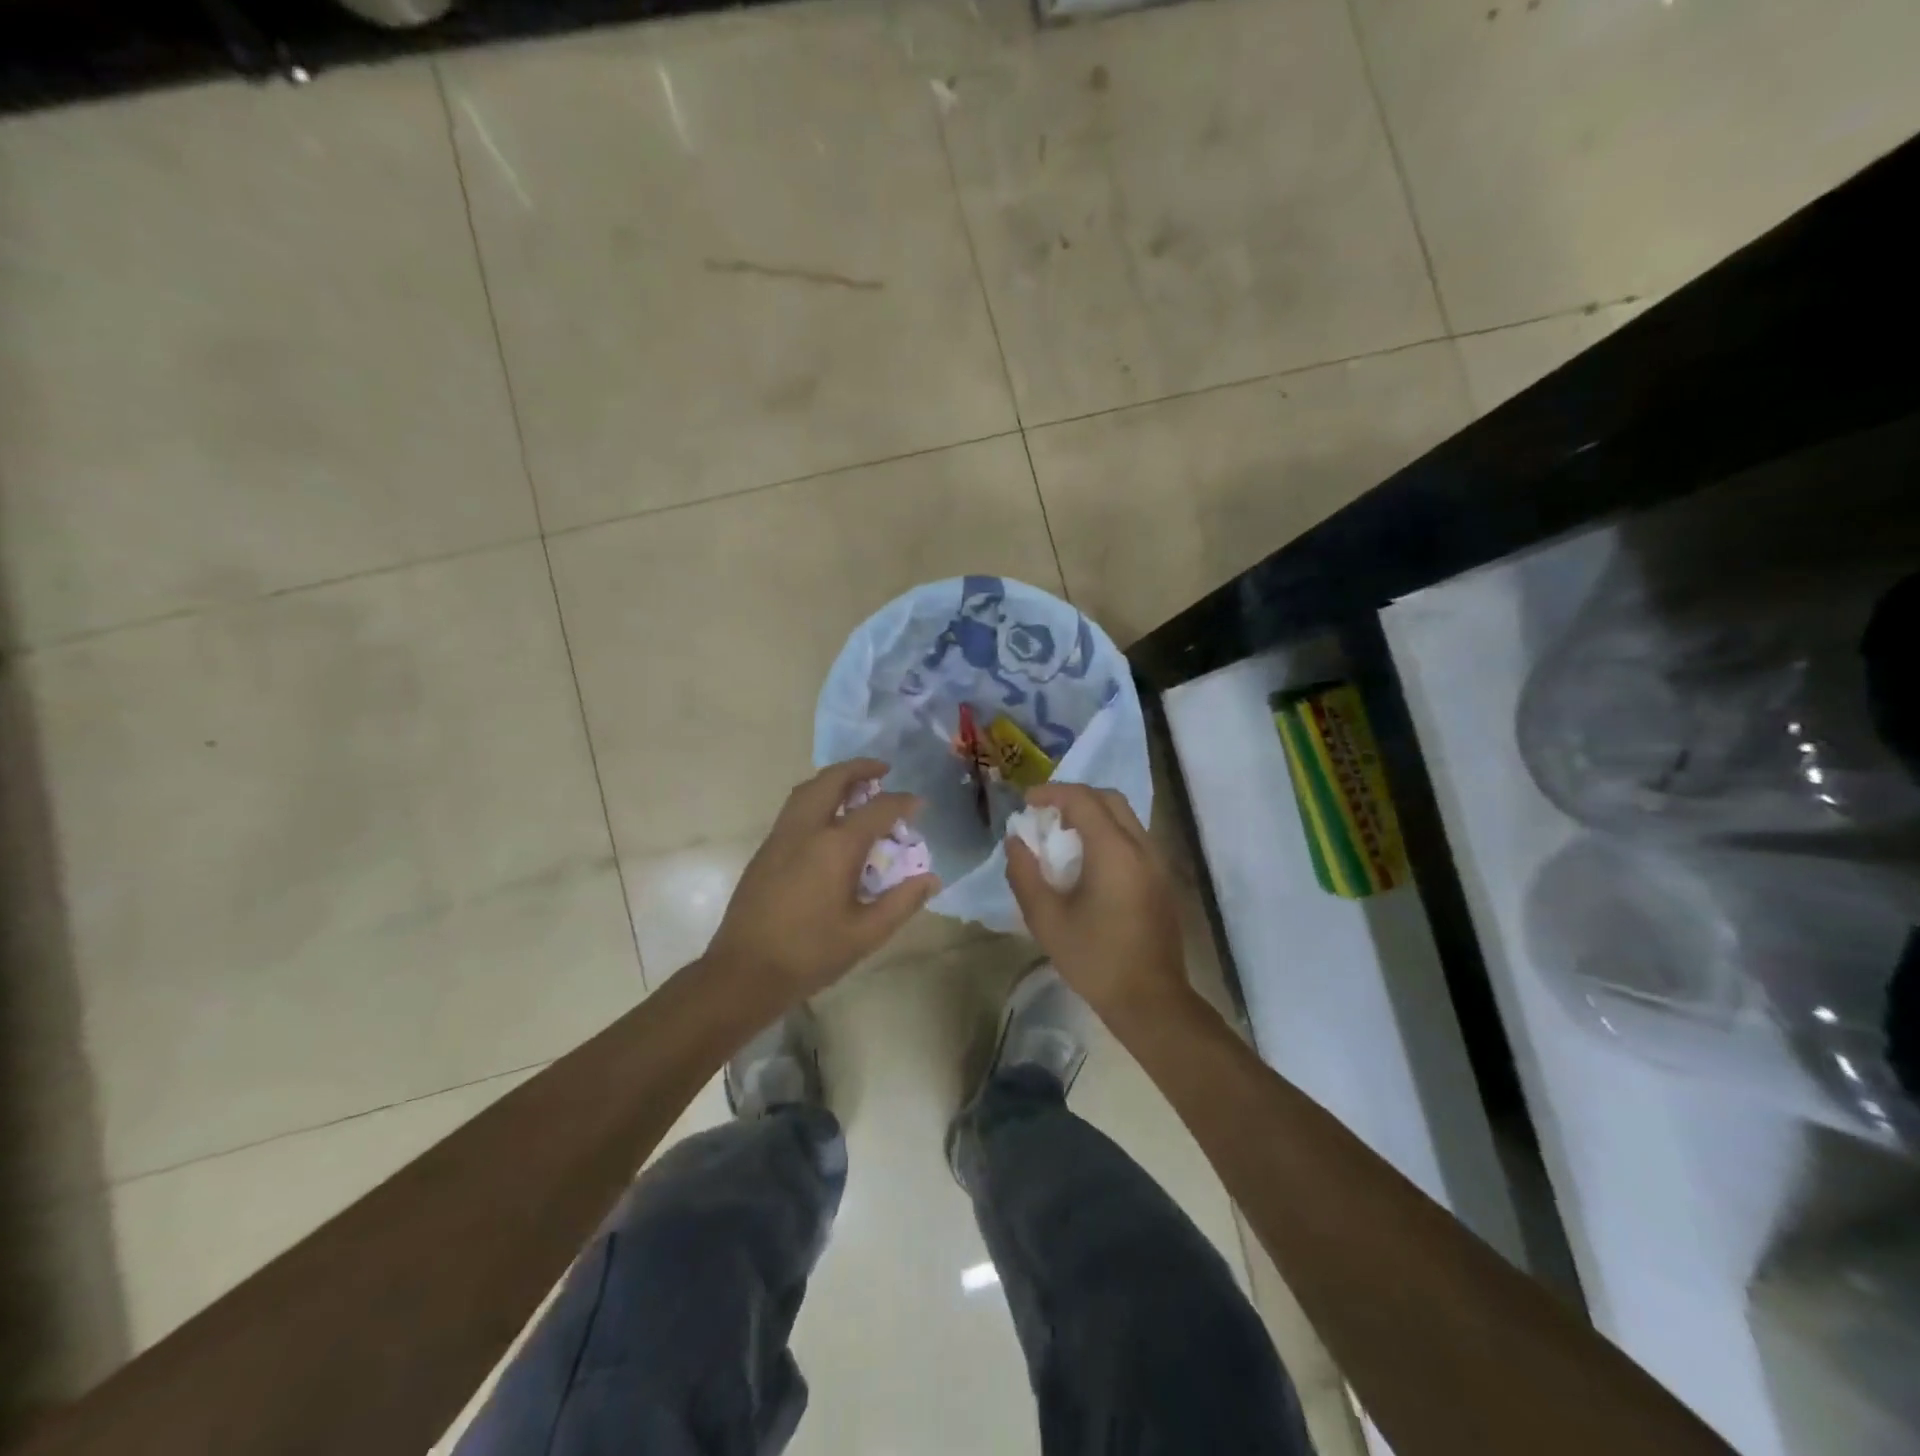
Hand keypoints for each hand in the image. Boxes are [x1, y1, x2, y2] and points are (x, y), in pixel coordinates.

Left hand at [707, 759, 938, 1003]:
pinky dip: (816, 796)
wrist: (743, 972)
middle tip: (883, 770)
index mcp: (836, 847)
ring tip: (856, 787)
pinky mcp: (765, 850)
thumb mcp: (866, 934)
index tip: (919, 804)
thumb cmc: (810, 954)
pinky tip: (828, 818)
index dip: (902, 802)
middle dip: (860, 768)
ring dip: (834, 779)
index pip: (877, 809)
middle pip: (833, 780)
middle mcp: (807, 830)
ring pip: (807, 789)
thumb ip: (902, 902)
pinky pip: (794, 807)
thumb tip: (931, 879)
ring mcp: (781, 836)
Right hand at [1004, 783, 1186, 1020]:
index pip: (1082, 799)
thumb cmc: (1094, 959)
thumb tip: (1015, 841)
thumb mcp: (1046, 919)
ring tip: (1062, 835)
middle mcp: (1141, 846)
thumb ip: (1025, 874)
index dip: (1051, 793)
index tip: (1026, 802)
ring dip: (1093, 814)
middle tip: (1045, 813)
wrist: (1150, 999)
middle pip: (1109, 799)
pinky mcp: (1162, 879)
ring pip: (1125, 817)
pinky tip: (1087, 860)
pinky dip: (1108, 833)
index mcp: (1114, 851)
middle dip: (1074, 797)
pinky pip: (1134, 838)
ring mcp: (1157, 862)